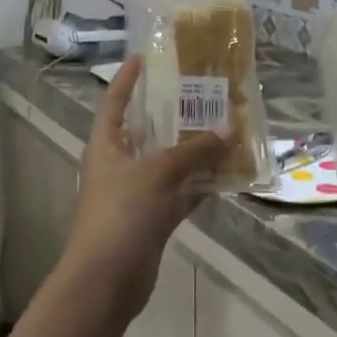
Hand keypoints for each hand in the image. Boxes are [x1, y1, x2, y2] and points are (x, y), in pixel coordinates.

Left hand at [63, 55, 228, 319]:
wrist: (106, 280)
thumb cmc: (122, 212)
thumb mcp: (158, 172)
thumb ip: (195, 151)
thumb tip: (230, 130)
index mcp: (105, 145)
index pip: (114, 102)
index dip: (127, 79)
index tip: (145, 56)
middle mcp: (118, 165)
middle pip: (145, 131)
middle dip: (171, 113)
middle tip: (201, 92)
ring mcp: (134, 194)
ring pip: (167, 164)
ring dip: (191, 151)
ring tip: (223, 128)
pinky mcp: (151, 220)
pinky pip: (179, 194)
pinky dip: (199, 186)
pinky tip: (226, 174)